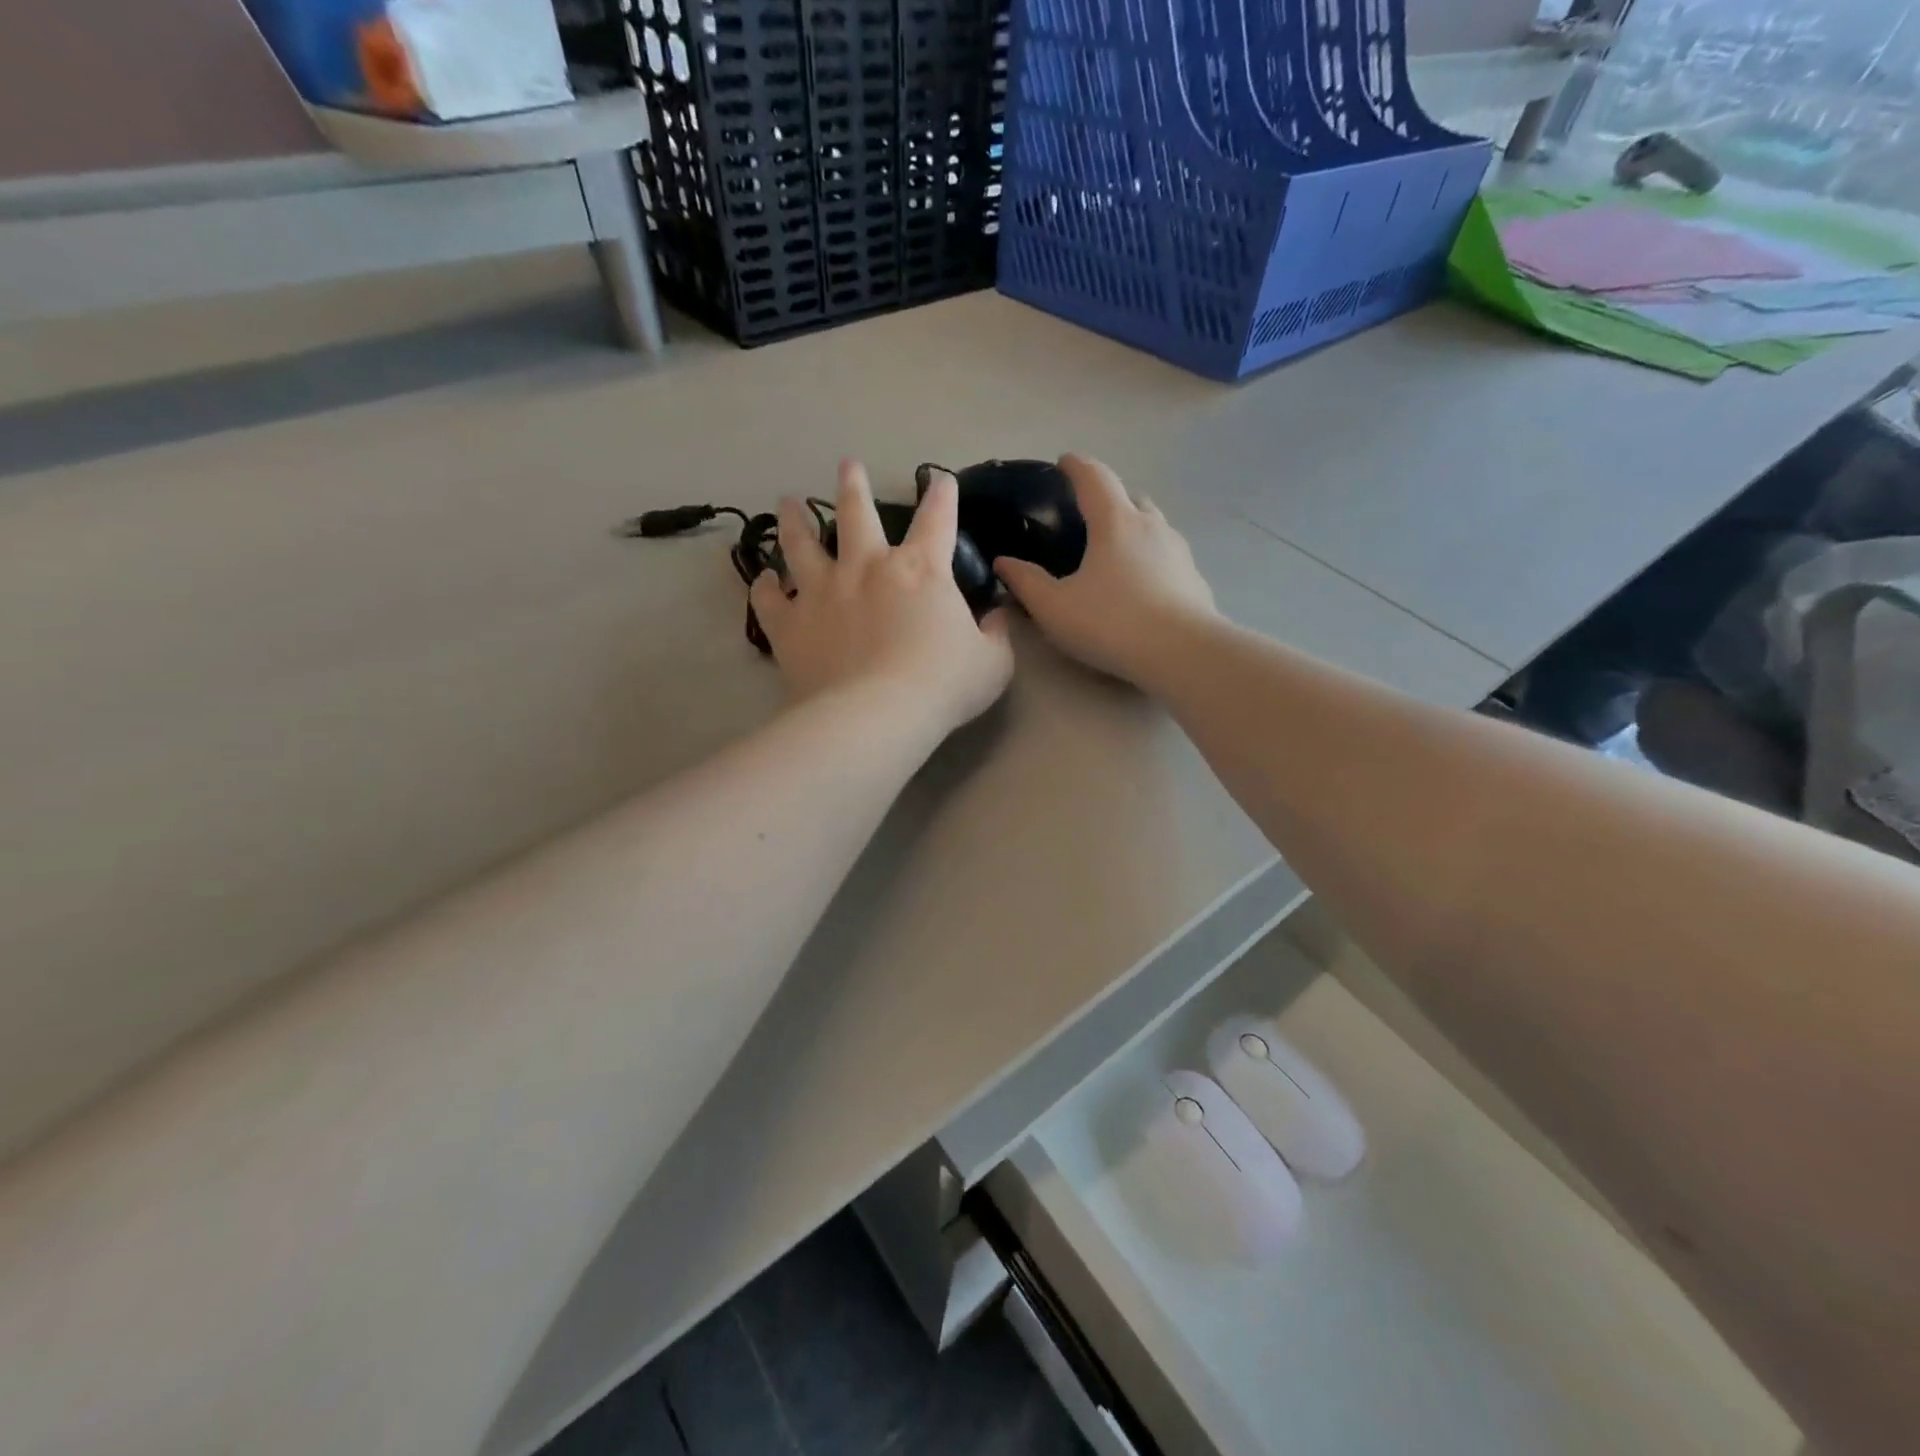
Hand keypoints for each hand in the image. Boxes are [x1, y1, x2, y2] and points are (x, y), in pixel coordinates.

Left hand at [752, 460, 1013, 738]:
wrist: (876, 716)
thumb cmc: (941, 686)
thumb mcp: (991, 664)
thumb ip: (996, 636)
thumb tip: (997, 617)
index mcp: (920, 570)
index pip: (937, 520)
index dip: (942, 496)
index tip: (940, 480)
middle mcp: (867, 568)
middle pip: (855, 513)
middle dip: (853, 485)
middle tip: (847, 465)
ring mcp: (822, 592)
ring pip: (801, 544)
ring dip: (795, 521)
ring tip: (788, 502)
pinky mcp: (790, 624)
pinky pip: (770, 599)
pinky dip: (765, 587)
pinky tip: (764, 580)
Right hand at [993, 455, 1216, 685]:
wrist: (1182, 654)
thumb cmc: (1111, 623)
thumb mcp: (1055, 608)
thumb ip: (1026, 582)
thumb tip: (1004, 562)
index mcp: (1115, 522)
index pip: (1094, 477)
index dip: (1076, 466)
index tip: (1064, 462)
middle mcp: (1151, 526)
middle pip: (1130, 497)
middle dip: (1109, 498)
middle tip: (1089, 515)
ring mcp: (1179, 551)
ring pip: (1154, 526)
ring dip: (1134, 528)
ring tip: (1115, 551)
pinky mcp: (1195, 579)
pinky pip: (1168, 557)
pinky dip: (1152, 559)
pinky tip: (1142, 585)